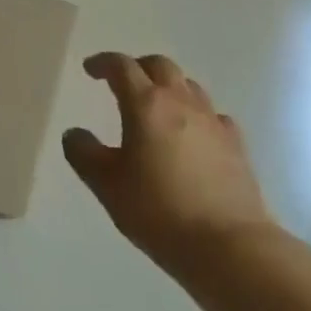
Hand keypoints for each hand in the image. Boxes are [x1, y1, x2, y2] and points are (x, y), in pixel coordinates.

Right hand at [63, 52, 275, 276]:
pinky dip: (198, 115)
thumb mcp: (108, 186)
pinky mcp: (236, 145)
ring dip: (169, 87)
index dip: (103, 63)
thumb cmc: (160, 211)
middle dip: (138, 67)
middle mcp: (180, 101)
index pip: (122, 67)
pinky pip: (213, 115)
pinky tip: (194, 135)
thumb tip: (74, 134)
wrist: (230, 246)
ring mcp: (212, 121)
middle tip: (124, 82)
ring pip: (188, 86)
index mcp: (146, 104)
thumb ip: (85, 155)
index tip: (90, 69)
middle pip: (159, 66)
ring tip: (157, 106)